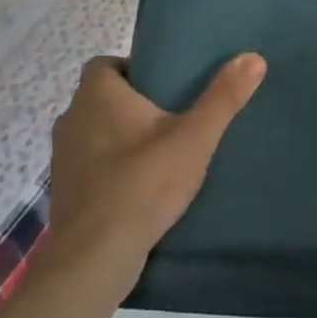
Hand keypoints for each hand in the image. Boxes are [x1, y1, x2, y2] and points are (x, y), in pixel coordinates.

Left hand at [42, 53, 264, 294]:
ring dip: (120, 136)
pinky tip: (140, 184)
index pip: (105, 63)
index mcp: (97, 96)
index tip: (165, 82)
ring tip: (160, 148)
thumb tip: (254, 57)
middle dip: (133, 102)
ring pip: (94, 132)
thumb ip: (223, 97)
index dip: (132, 67)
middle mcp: (72, 119)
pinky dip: (110, 167)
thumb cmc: (142, 184)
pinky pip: (90, 165)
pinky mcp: (64, 193)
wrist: (93, 260)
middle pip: (101, 98)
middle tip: (173, 112)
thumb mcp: (194, 137)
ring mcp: (62, 159)